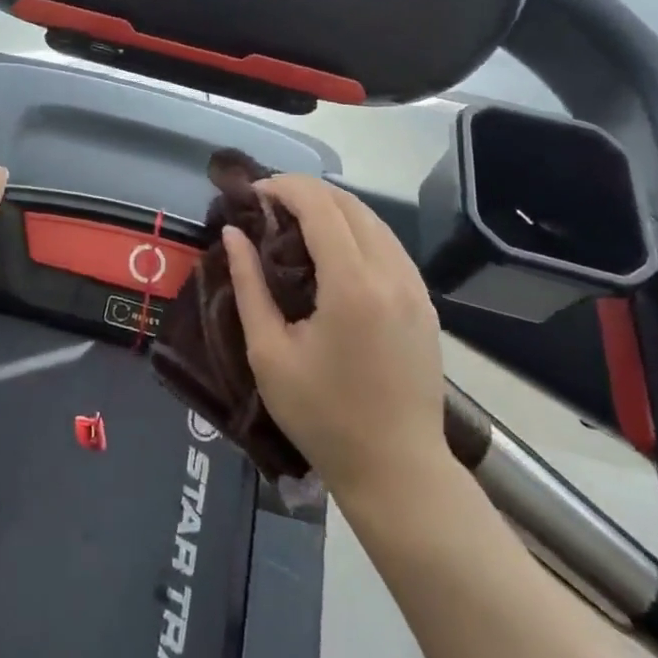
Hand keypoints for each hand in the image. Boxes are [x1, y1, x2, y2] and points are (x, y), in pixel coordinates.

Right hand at [224, 175, 453, 508]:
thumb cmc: (323, 417)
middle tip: (267, 203)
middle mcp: (391, 273)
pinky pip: (389, 244)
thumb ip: (248, 285)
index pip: (320, 206)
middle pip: (348, 203)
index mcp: (352, 285)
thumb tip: (233, 233)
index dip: (284, 187)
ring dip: (332, 206)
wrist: (398, 470)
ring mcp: (414, 287)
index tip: (252, 192)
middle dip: (305, 190)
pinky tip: (333, 248)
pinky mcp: (425, 302)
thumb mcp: (269, 353)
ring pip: (373, 219)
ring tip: (294, 219)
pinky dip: (356, 228)